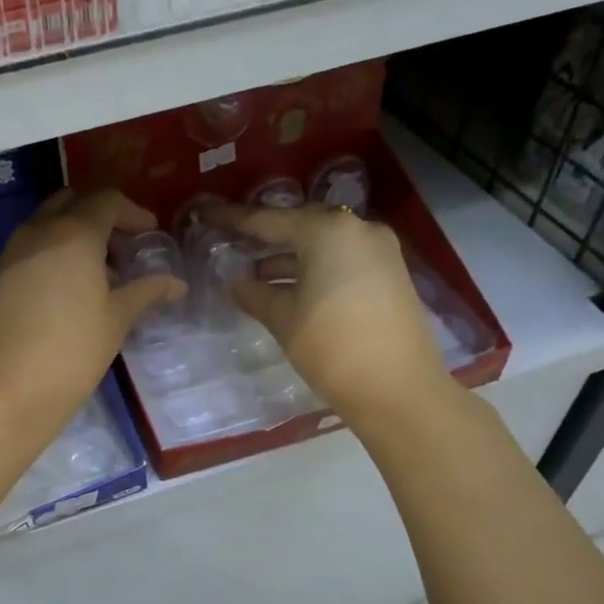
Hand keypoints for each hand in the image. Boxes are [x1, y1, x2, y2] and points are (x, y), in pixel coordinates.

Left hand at [0, 188, 184, 434]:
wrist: (8, 387)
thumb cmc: (74, 349)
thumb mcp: (118, 318)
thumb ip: (147, 291)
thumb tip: (176, 283)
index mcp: (74, 233)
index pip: (106, 201)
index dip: (133, 212)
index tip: (150, 234)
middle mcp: (40, 231)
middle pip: (73, 203)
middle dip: (101, 217)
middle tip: (123, 248)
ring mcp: (14, 251)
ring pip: (48, 222)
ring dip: (75, 233)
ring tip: (100, 272)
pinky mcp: (0, 275)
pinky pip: (32, 245)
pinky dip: (54, 250)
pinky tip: (70, 287)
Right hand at [211, 202, 458, 424]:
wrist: (399, 390)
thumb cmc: (332, 346)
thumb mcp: (282, 318)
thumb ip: (253, 293)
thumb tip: (233, 282)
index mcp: (328, 230)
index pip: (268, 220)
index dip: (233, 219)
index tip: (205, 213)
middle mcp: (357, 229)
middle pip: (300, 225)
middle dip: (266, 237)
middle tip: (232, 242)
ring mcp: (379, 251)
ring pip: (323, 244)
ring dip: (290, 257)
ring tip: (253, 274)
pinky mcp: (390, 274)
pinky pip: (342, 260)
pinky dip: (314, 268)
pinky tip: (288, 287)